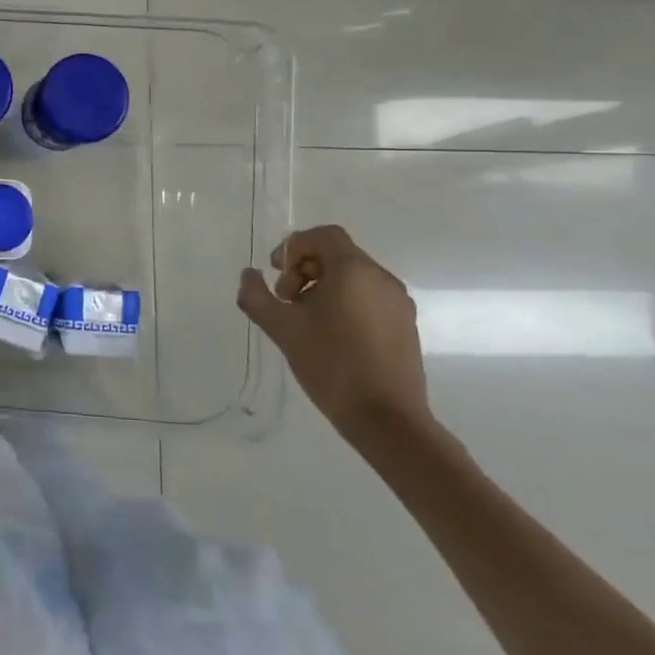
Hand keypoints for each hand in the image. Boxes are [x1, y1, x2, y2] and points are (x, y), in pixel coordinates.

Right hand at [236, 225, 430, 449]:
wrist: (387, 418)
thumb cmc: (331, 364)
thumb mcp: (282, 328)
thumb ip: (256, 296)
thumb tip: (249, 275)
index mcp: (354, 270)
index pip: (323, 235)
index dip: (294, 247)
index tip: (277, 275)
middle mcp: (381, 278)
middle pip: (337, 254)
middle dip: (304, 269)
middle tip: (286, 301)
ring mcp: (398, 303)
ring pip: (354, 277)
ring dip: (323, 287)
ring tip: (305, 321)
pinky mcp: (405, 326)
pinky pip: (369, 298)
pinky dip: (345, 303)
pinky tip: (330, 336)